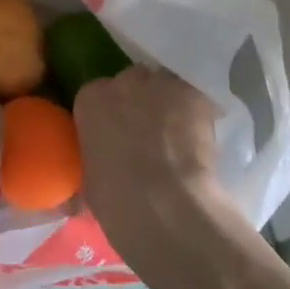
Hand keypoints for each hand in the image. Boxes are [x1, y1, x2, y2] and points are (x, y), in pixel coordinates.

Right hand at [74, 66, 234, 276]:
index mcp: (90, 100)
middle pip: (132, 81)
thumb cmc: (117, 200)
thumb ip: (96, 157)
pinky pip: (193, 98)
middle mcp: (122, 82)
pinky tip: (199, 138)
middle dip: (139, 101)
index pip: (98, 94)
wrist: (165, 207)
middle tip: (148, 132)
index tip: (118, 133)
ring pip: (164, 85)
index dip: (111, 113)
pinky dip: (196, 114)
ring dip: (168, 103)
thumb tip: (101, 166)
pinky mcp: (194, 96)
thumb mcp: (91, 178)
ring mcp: (160, 86)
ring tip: (177, 133)